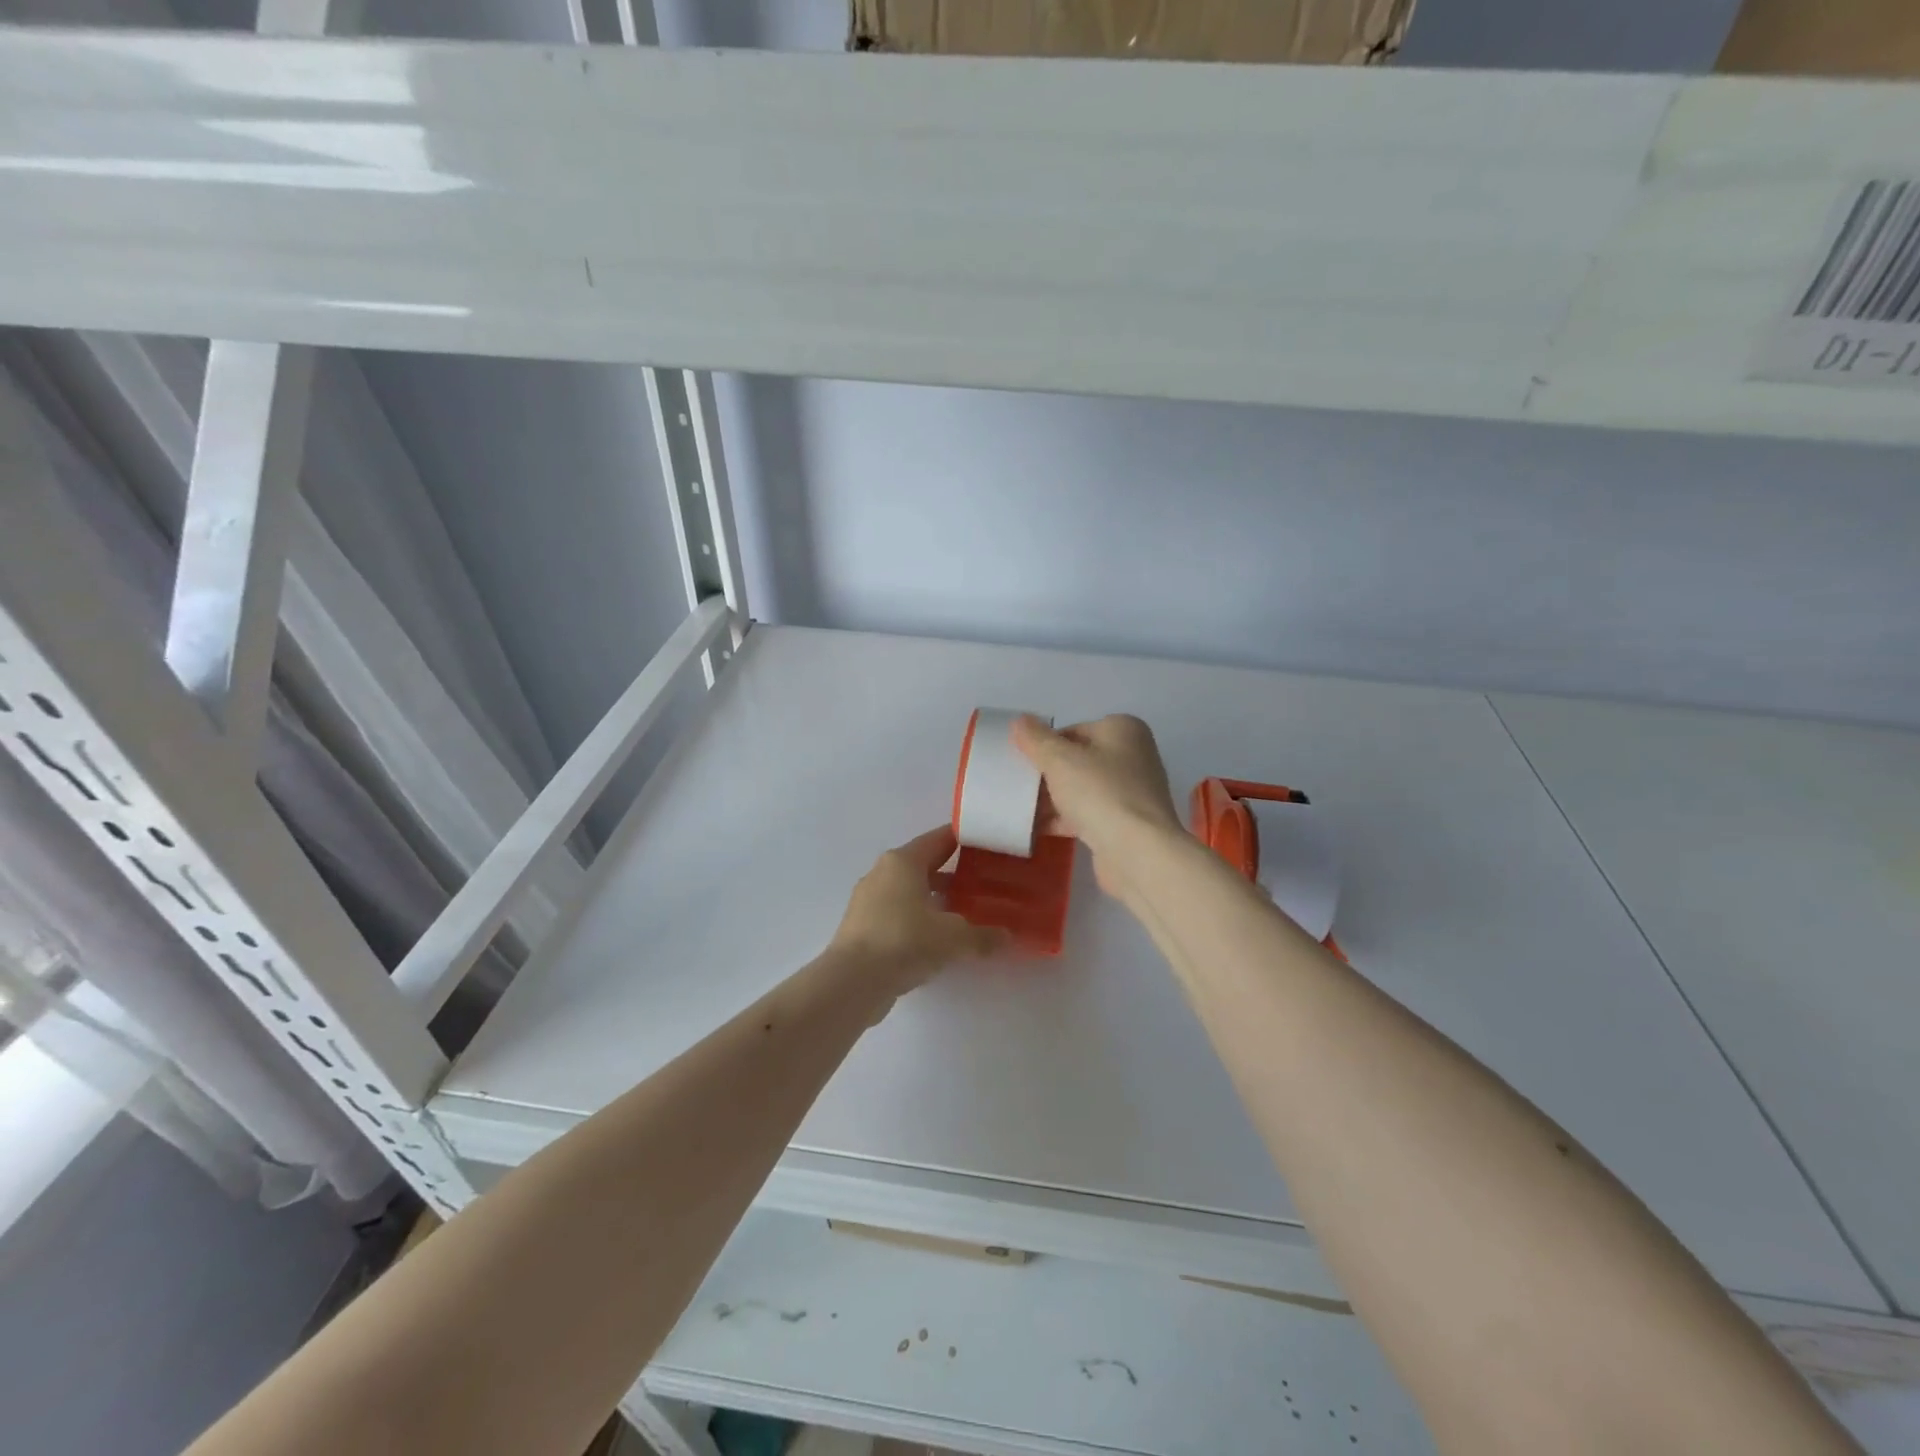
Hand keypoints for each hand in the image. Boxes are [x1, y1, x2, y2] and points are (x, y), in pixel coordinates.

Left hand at [829, 826, 1009, 999]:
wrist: (852, 982)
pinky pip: (899, 913)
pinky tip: (940, 938)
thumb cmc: (904, 942)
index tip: (991, 847)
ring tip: (967, 912)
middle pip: (925, 864)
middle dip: (954, 873)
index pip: (940, 839)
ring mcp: (869, 900)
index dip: (966, 840)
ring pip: (911, 891)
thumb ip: (982, 935)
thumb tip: (1006, 936)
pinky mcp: (863, 927)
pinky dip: (920, 920)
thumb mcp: (953, 938)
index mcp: (903, 861)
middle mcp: (883, 872)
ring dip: (936, 899)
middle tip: (985, 882)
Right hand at [1013, 715, 1183, 897]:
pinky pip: (1089, 814)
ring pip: (1082, 789)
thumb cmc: (1100, 793)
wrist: (1137, 852)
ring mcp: (1132, 792)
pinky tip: (1037, 829)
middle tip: (1019, 787)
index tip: (1022, 764)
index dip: (1044, 746)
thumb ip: (1036, 739)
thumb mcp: (1059, 759)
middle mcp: (1132, 756)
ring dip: (1053, 799)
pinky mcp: (1127, 823)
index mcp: (1123, 730)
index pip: (1072, 731)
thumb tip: (1020, 720)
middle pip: (1078, 760)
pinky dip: (1065, 819)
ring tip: (1022, 809)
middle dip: (1047, 775)